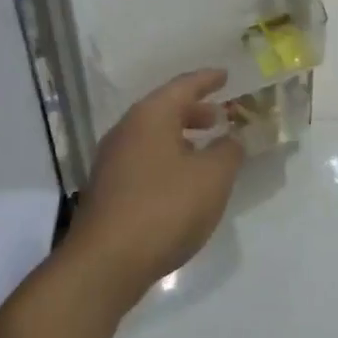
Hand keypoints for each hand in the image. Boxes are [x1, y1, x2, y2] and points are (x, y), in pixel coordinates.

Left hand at [68, 70, 245, 304]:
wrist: (106, 262)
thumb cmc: (164, 208)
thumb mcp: (211, 178)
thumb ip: (228, 152)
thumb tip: (231, 138)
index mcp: (150, 116)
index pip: (183, 86)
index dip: (207, 80)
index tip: (225, 75)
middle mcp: (127, 129)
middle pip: (165, 109)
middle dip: (195, 111)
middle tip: (220, 116)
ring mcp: (112, 159)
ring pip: (153, 135)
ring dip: (181, 137)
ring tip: (206, 149)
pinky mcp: (108, 187)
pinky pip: (144, 158)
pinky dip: (167, 158)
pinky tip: (182, 181)